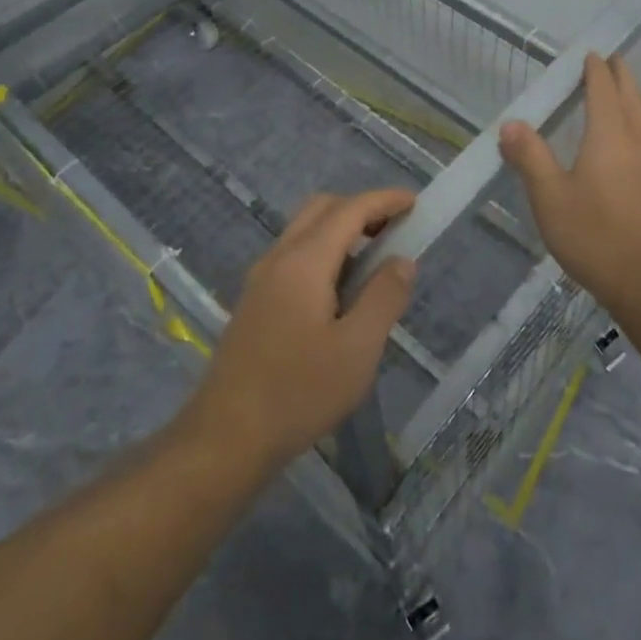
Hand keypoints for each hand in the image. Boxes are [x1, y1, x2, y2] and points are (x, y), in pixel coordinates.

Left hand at [180, 189, 416, 470]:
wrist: (224, 439)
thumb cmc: (298, 393)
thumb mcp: (358, 348)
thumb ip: (384, 297)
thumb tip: (402, 260)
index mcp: (305, 261)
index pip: (349, 210)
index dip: (385, 200)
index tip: (416, 203)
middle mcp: (278, 258)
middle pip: (322, 209)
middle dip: (362, 208)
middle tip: (396, 230)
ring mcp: (261, 279)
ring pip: (304, 231)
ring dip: (341, 230)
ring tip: (375, 261)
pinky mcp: (254, 302)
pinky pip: (294, 255)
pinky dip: (324, 251)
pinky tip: (341, 291)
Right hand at [501, 53, 640, 315]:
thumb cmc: (594, 236)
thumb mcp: (550, 197)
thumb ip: (530, 157)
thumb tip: (511, 123)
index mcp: (609, 136)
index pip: (603, 89)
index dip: (595, 70)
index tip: (590, 53)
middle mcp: (636, 141)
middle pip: (631, 96)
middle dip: (620, 75)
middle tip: (609, 60)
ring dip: (631, 97)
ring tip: (618, 92)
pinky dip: (635, 122)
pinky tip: (628, 140)